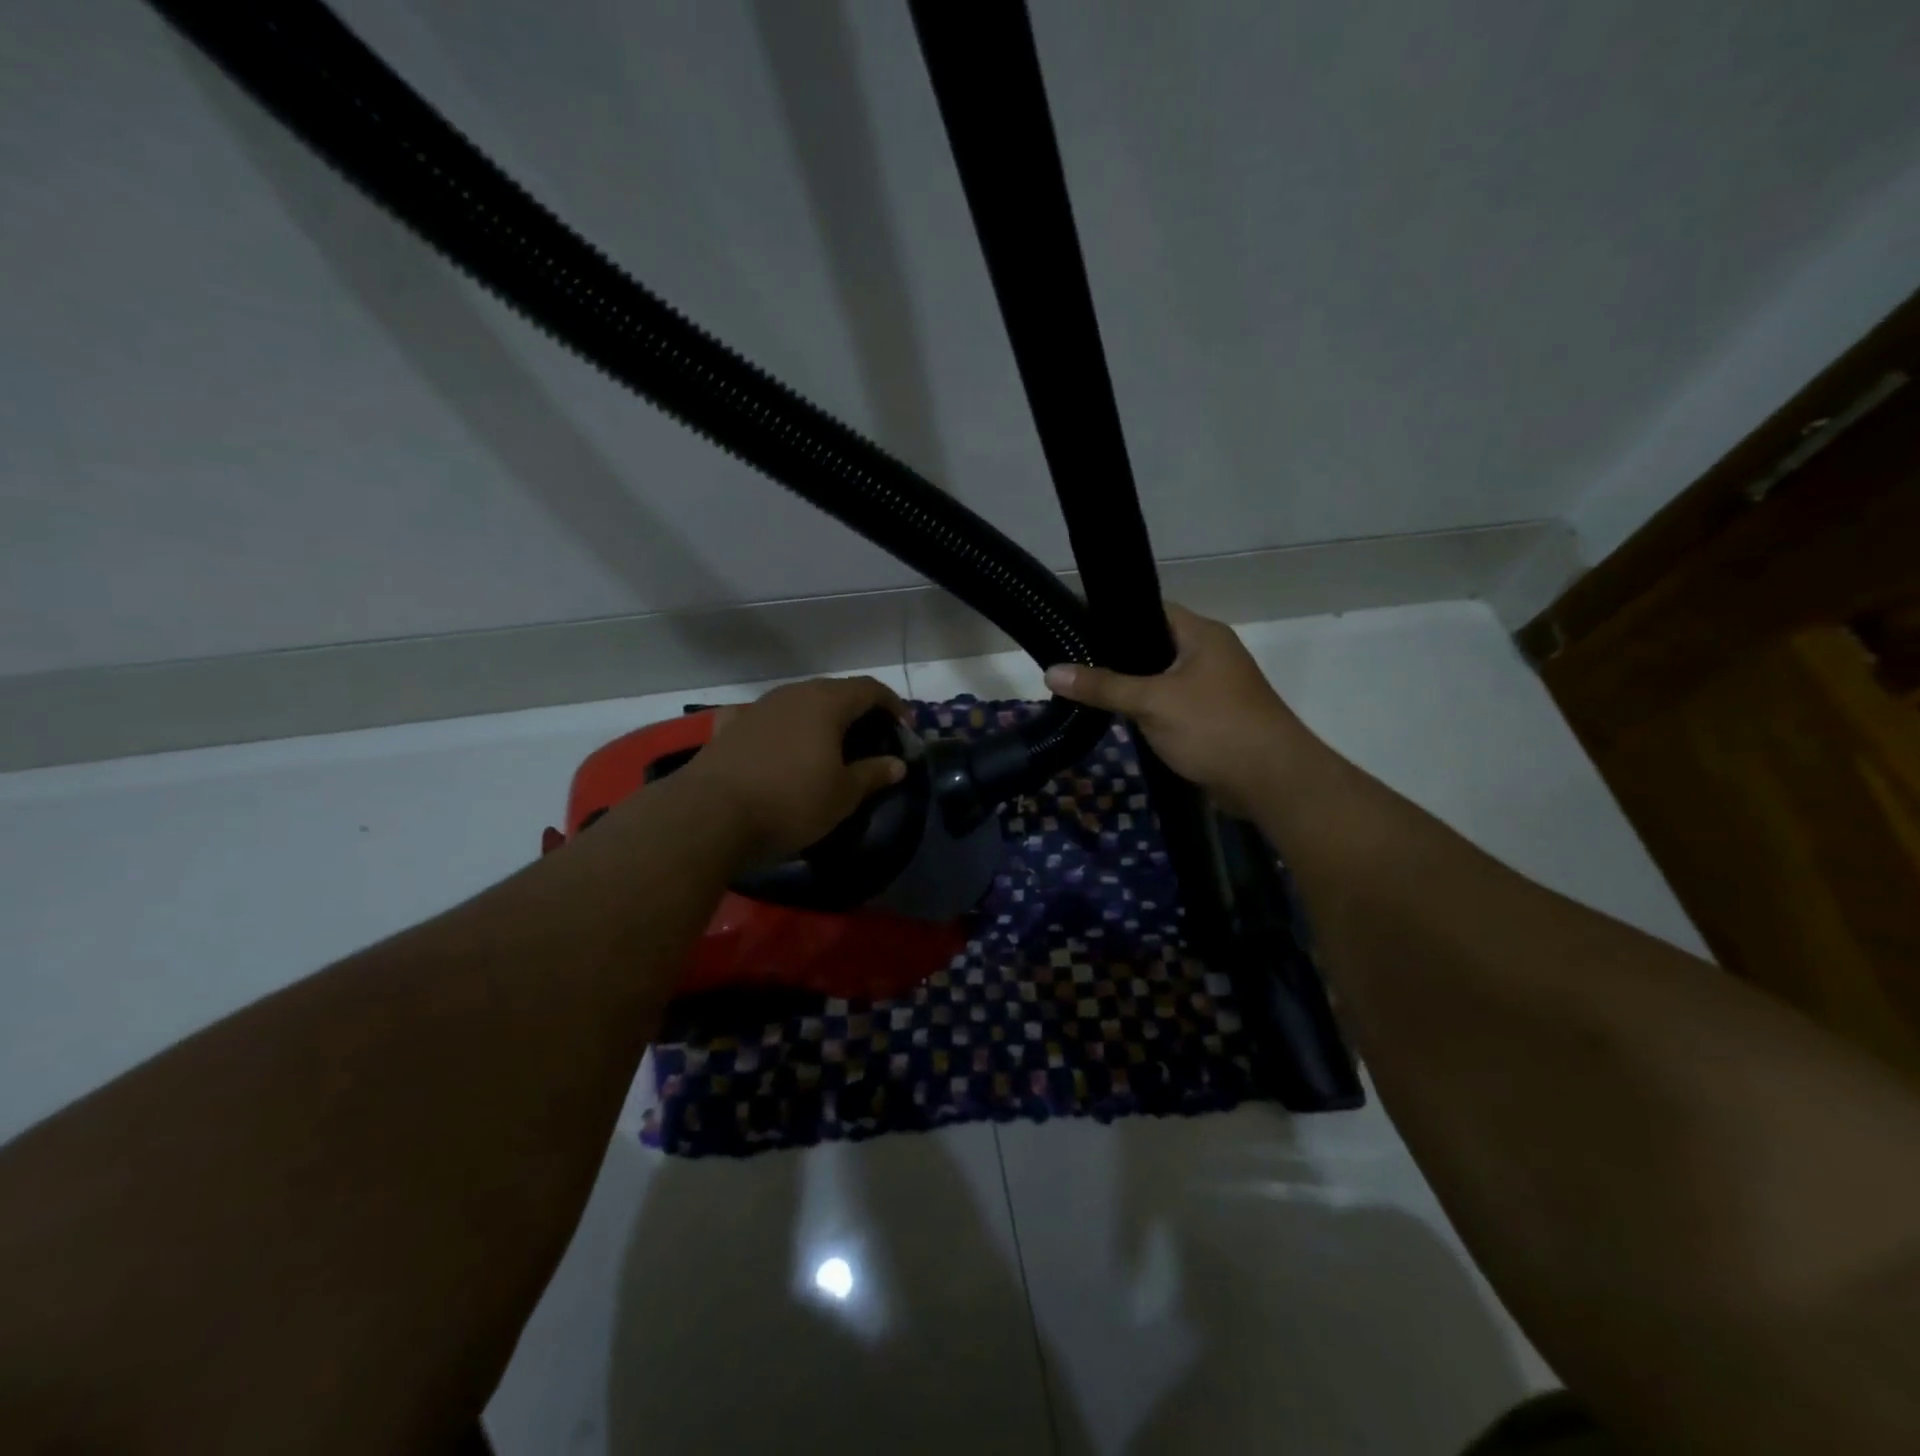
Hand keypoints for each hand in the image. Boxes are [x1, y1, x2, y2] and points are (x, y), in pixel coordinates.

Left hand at [682, 675, 908, 863]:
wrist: (709, 815)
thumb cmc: (790, 801)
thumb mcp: (843, 795)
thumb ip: (873, 774)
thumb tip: (898, 764)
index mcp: (826, 703)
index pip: (869, 689)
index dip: (892, 705)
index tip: (905, 728)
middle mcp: (791, 695)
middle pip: (833, 691)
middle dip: (857, 710)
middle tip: (872, 737)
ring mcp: (756, 708)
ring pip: (797, 703)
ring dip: (818, 718)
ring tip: (828, 744)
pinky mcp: (727, 728)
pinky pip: (763, 719)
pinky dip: (778, 727)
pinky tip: (775, 743)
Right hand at [1044, 604, 1321, 814]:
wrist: (1271, 781)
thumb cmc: (1214, 727)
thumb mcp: (1152, 702)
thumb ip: (1103, 686)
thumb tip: (1052, 672)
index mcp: (1202, 634)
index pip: (1151, 610)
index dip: (1115, 617)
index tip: (1077, 629)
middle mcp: (1211, 654)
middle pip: (1154, 646)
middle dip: (1117, 657)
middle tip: (1075, 663)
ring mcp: (1214, 688)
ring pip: (1162, 679)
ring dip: (1132, 688)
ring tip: (1088, 690)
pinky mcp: (1212, 718)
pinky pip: (1172, 705)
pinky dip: (1149, 710)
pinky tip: (1120, 719)